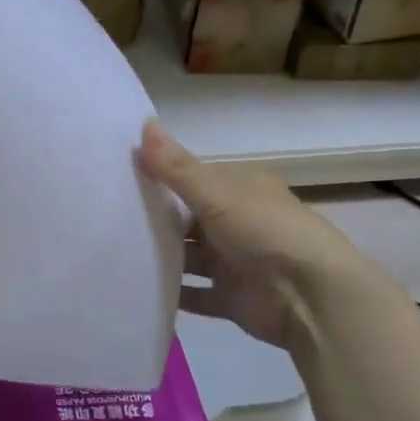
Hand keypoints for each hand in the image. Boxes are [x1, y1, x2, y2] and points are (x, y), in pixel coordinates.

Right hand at [137, 121, 383, 359]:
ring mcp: (236, 262)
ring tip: (116, 253)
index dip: (161, 177)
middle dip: (156, 219)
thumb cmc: (264, 231)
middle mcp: (239, 221)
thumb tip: (144, 123)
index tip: (120, 178)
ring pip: (190, 256)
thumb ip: (175, 166)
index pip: (194, 178)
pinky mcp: (232, 298)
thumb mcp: (215, 192)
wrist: (311, 297)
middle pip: (189, 218)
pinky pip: (195, 294)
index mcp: (241, 188)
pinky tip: (139, 288)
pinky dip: (173, 292)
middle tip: (109, 218)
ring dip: (162, 256)